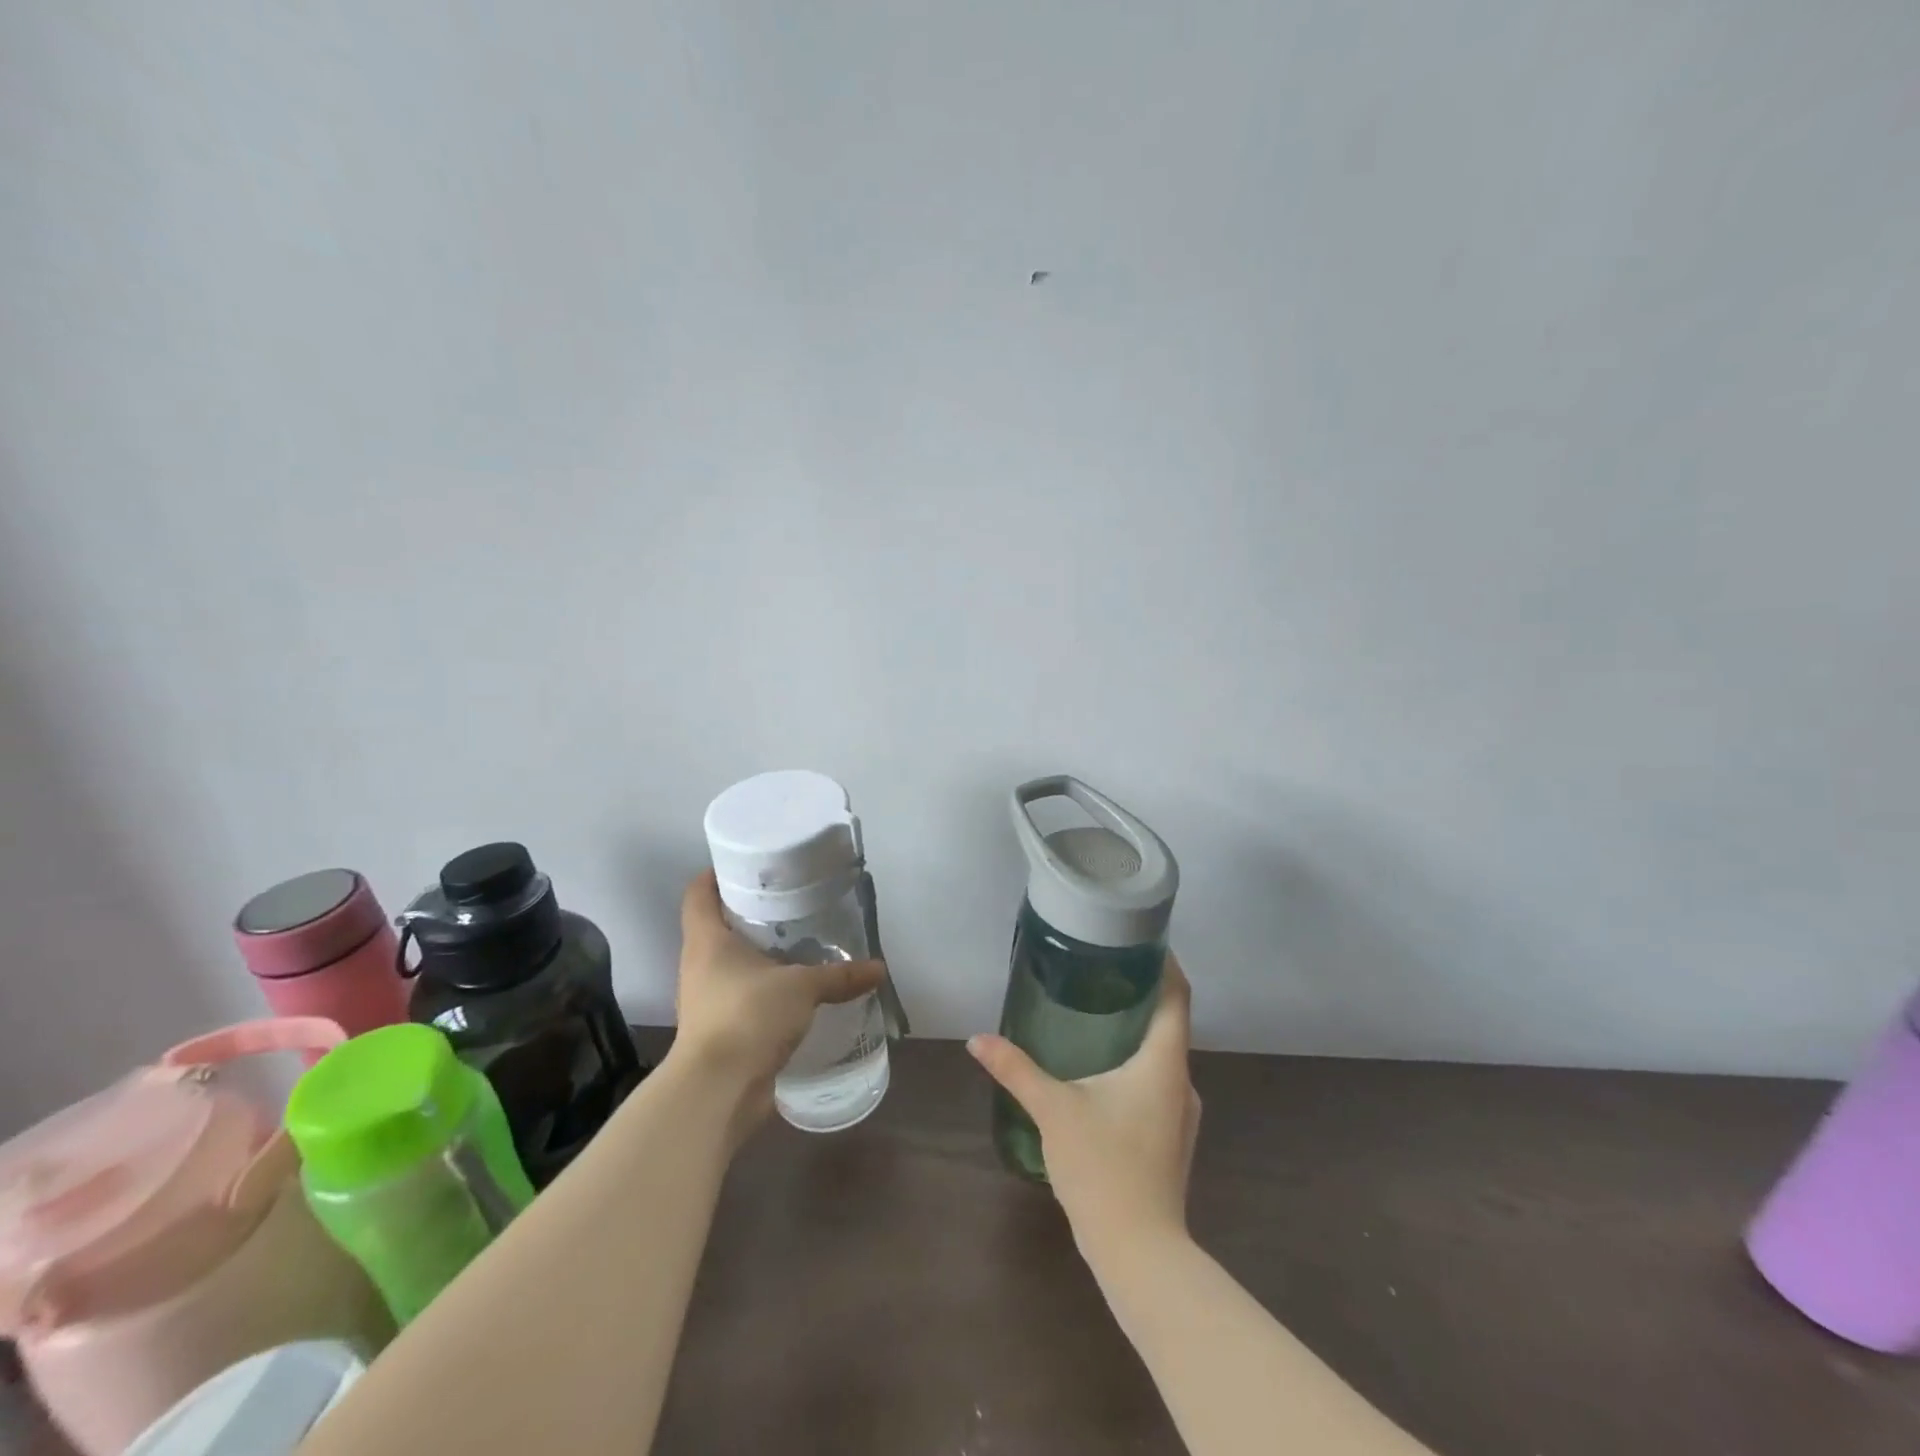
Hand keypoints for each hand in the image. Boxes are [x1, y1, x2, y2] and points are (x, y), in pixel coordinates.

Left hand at [668, 871, 885, 1138]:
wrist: (717, 1091)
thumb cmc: (748, 1017)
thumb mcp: (801, 988)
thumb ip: (840, 976)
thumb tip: (880, 969)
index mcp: (706, 940)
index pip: (698, 892)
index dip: (717, 874)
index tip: (749, 866)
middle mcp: (699, 964)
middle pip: (715, 925)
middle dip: (748, 913)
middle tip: (788, 901)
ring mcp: (705, 999)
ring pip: (729, 963)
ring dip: (757, 954)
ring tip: (797, 943)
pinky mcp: (718, 1029)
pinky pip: (740, 996)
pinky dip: (762, 989)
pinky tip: (794, 991)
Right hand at [968, 956, 1199, 1258]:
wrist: (1139, 1252)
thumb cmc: (1102, 1167)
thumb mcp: (1053, 1109)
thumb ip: (1016, 1069)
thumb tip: (977, 1039)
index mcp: (1164, 1063)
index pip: (1177, 996)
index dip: (1164, 963)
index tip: (1140, 940)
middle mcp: (1182, 1081)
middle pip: (1169, 1023)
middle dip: (1139, 995)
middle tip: (1099, 973)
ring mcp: (1181, 1114)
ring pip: (1162, 1057)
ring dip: (1136, 1033)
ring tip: (1096, 1017)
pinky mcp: (1172, 1138)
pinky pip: (1157, 1084)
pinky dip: (1135, 1066)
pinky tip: (1101, 1074)